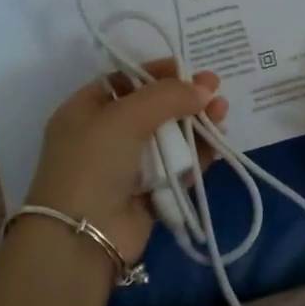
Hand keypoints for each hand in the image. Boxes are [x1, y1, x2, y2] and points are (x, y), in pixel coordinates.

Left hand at [23, 59, 228, 265]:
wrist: (82, 236)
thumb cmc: (94, 162)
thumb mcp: (125, 116)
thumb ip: (167, 97)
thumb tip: (204, 89)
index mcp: (85, 110)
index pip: (125, 80)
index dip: (156, 73)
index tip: (187, 68)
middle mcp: (104, 136)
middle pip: (152, 108)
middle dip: (184, 98)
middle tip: (216, 89)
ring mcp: (127, 167)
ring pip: (169, 138)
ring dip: (195, 124)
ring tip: (222, 112)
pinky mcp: (148, 193)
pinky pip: (177, 168)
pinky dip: (197, 155)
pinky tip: (218, 143)